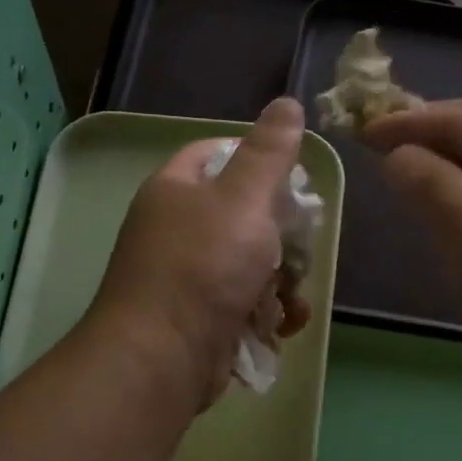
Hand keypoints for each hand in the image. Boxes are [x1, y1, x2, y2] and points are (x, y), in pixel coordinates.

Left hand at [87, 98, 311, 411]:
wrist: (163, 357)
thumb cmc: (203, 267)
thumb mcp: (243, 199)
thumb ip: (269, 153)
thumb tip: (287, 103)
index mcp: (175, 190)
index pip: (216, 153)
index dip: (257, 159)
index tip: (293, 180)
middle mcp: (175, 230)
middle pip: (242, 215)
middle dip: (280, 236)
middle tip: (298, 249)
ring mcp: (187, 278)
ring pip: (249, 264)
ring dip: (280, 282)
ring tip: (291, 300)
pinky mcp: (200, 318)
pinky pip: (242, 303)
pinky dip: (266, 314)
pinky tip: (281, 327)